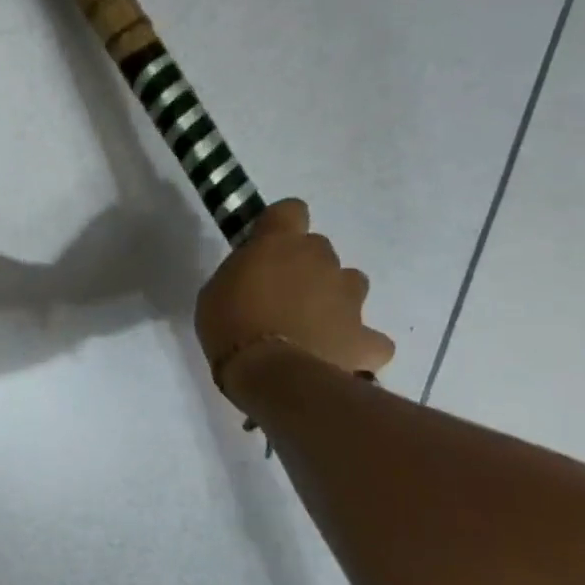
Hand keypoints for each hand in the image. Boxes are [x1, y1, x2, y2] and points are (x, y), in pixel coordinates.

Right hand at [194, 198, 393, 400]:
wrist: (270, 374)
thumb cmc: (230, 326)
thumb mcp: (215, 291)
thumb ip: (241, 273)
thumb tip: (255, 276)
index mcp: (280, 244)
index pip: (290, 210)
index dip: (280, 226)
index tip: (265, 247)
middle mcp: (321, 260)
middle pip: (319, 250)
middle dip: (306, 269)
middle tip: (280, 298)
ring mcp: (350, 297)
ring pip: (350, 286)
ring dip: (334, 300)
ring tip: (310, 329)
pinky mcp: (366, 336)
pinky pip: (369, 338)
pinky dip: (357, 345)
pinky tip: (338, 357)